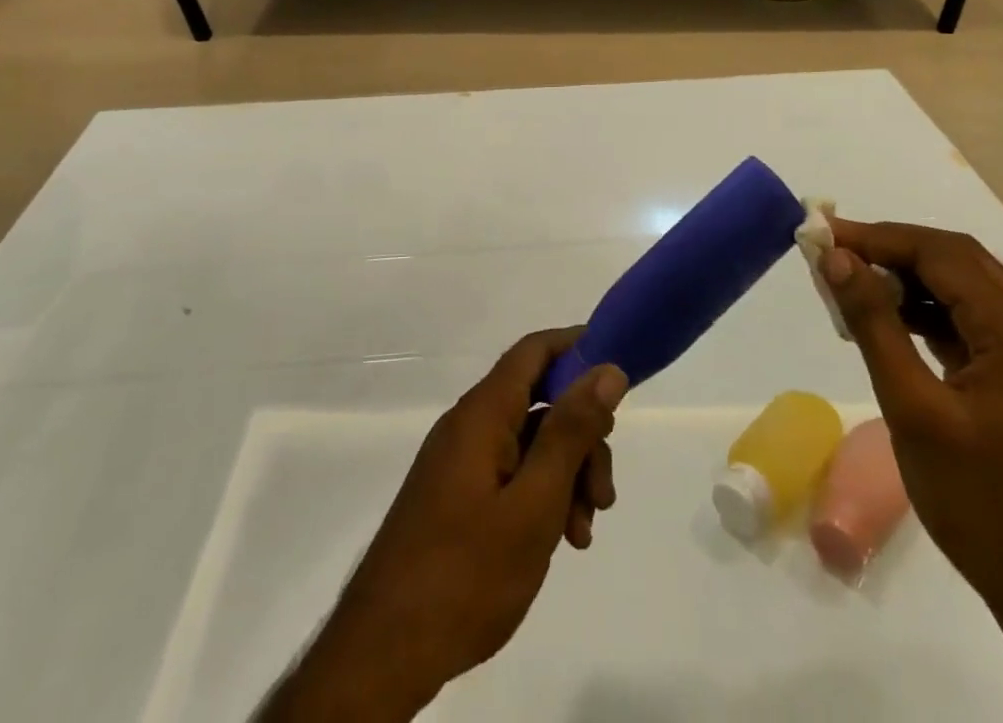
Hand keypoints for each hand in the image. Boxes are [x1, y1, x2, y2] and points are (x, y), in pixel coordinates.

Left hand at [260, 331, 626, 720]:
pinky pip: (511, 473)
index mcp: (483, 413)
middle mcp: (469, 426)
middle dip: (582, 437)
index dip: (577, 348)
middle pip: (539, 401)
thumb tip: (606, 368)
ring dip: (566, 474)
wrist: (383, 654)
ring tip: (583, 532)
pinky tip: (560, 540)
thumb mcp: (534, 503)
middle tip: (604, 492)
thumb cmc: (466, 574)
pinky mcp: (457, 497)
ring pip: (530, 442)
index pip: (534, 350)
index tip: (619, 375)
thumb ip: (571, 432)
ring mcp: (460, 463)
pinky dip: (542, 496)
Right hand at [823, 219, 1002, 613]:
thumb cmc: (984, 506)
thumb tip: (837, 258)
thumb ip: (875, 324)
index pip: (943, 254)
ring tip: (852, 282)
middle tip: (834, 252)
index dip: (879, 237)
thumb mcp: (914, 411)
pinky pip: (973, 323)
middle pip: (959, 261)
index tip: (824, 236)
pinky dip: (928, 312)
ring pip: (966, 289)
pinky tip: (890, 321)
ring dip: (910, 278)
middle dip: (893, 249)